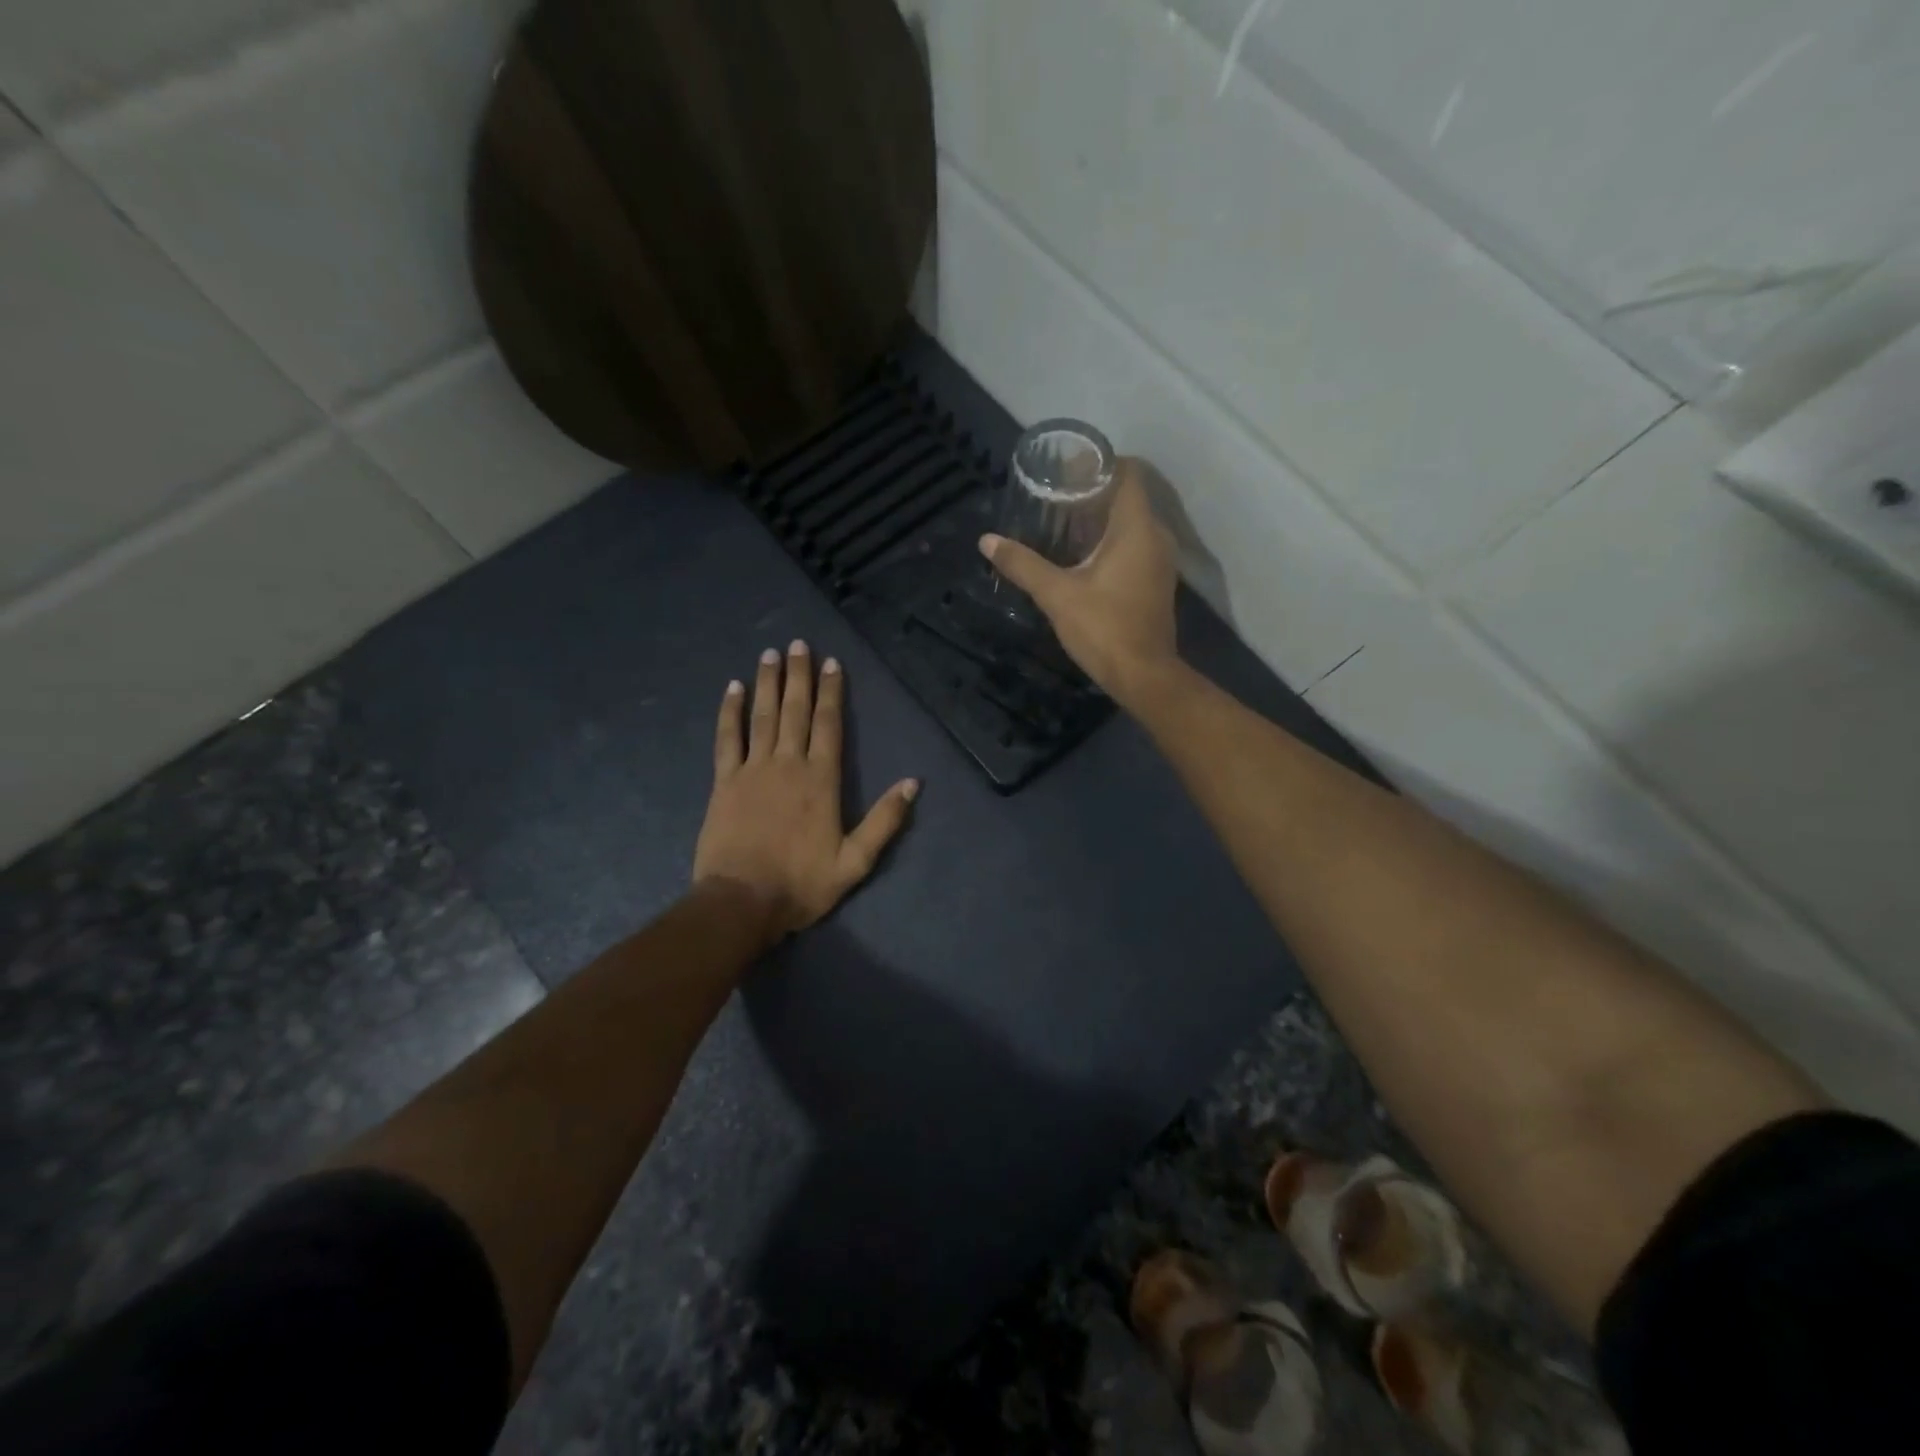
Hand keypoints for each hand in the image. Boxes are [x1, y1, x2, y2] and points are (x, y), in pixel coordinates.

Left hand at [693, 642, 918, 940]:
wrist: (742, 901)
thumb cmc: (802, 883)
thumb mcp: (855, 861)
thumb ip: (885, 820)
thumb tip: (913, 783)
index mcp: (821, 779)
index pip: (829, 724)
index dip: (831, 692)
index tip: (831, 663)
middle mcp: (788, 764)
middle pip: (795, 711)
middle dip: (799, 676)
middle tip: (798, 644)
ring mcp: (752, 770)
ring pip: (762, 716)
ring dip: (767, 683)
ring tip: (770, 654)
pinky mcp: (724, 782)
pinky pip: (727, 738)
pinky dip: (729, 712)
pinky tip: (732, 689)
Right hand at [979, 460, 1180, 704]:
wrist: (1143, 676)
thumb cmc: (1104, 628)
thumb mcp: (1057, 595)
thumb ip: (1023, 564)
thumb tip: (987, 541)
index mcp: (1136, 529)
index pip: (1127, 474)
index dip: (1099, 464)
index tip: (1068, 467)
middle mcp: (1156, 537)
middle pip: (1128, 498)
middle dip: (1093, 492)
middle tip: (1055, 493)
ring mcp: (1160, 562)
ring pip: (1132, 524)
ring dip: (1102, 519)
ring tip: (1063, 521)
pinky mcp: (1156, 583)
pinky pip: (1135, 546)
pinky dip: (1111, 542)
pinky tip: (1082, 556)